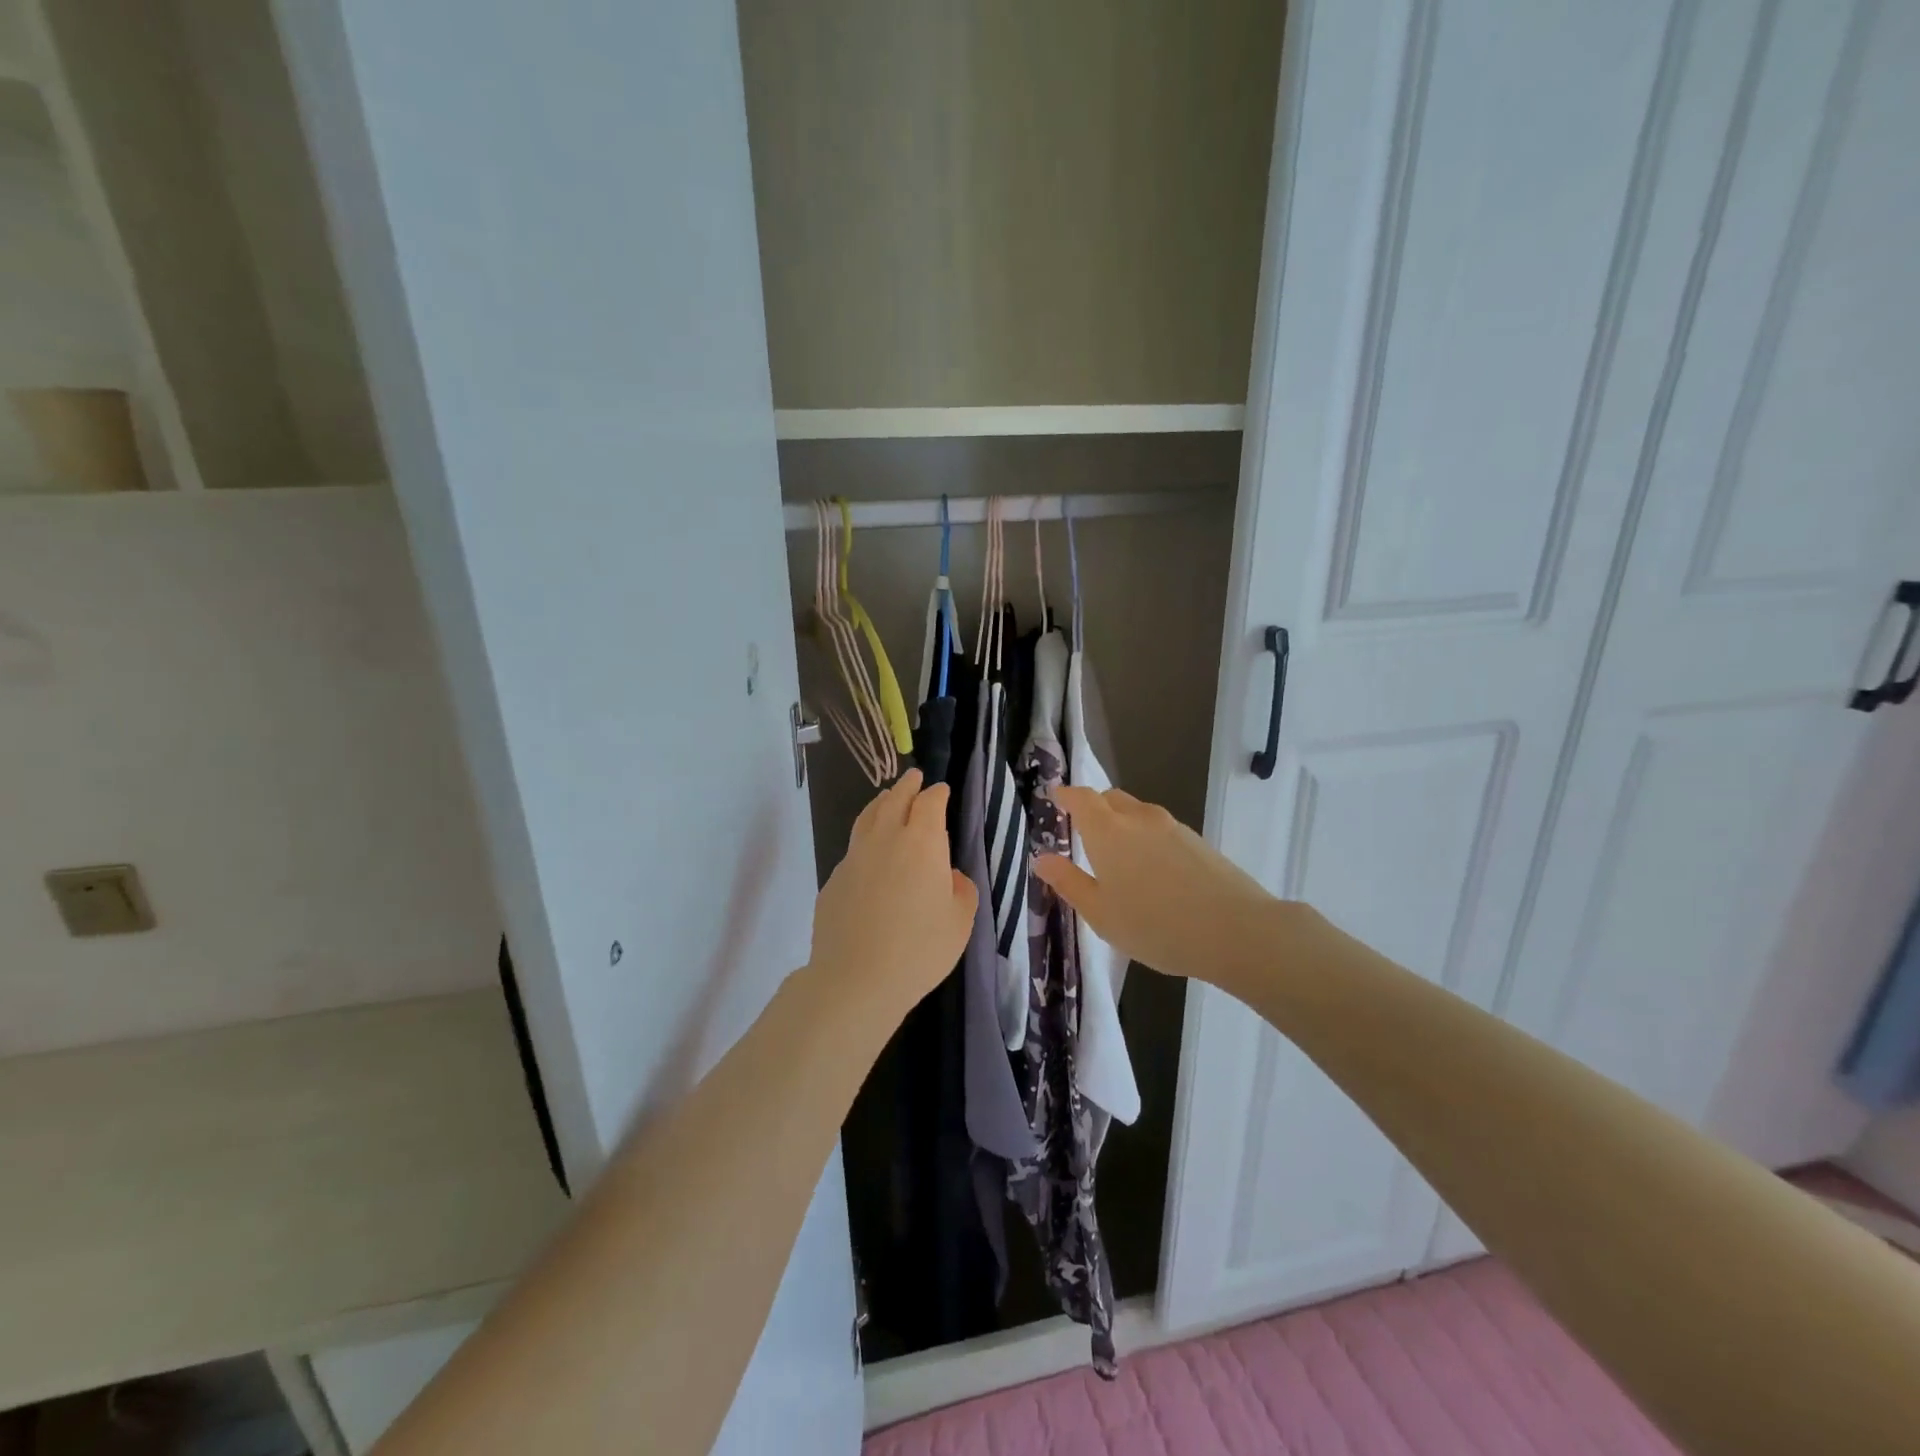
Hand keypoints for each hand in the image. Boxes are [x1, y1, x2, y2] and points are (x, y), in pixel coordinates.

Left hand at [807, 769, 976, 1032]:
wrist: (856, 978)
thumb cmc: (919, 949)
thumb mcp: (960, 922)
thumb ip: (961, 890)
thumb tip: (948, 875)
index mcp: (922, 843)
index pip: (929, 804)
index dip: (936, 794)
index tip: (941, 790)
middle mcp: (886, 839)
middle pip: (895, 800)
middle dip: (907, 786)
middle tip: (914, 777)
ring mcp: (854, 857)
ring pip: (867, 817)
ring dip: (881, 802)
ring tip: (887, 797)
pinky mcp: (834, 879)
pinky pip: (853, 847)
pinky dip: (865, 837)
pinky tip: (869, 851)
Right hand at [1032, 785, 1280, 987]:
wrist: (1236, 931)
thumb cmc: (1155, 926)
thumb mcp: (1101, 914)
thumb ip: (1069, 882)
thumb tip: (1041, 858)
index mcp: (1108, 831)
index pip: (1081, 798)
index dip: (1065, 796)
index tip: (1054, 799)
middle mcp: (1139, 819)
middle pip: (1110, 799)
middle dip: (1093, 808)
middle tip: (1082, 832)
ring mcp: (1173, 827)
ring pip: (1138, 813)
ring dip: (1122, 824)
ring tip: (1118, 857)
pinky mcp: (1198, 841)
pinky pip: (1160, 829)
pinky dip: (1147, 838)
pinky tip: (1152, 871)